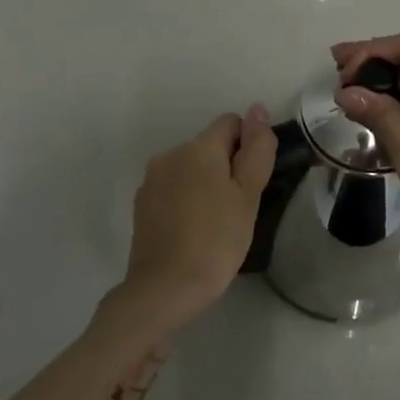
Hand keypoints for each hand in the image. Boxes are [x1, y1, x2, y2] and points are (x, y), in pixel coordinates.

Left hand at [120, 106, 275, 333]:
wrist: (164, 288)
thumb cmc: (216, 240)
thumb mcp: (248, 195)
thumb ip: (256, 149)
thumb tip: (257, 110)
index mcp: (198, 148)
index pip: (230, 123)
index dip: (248, 146)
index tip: (252, 182)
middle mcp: (170, 154)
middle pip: (209, 146)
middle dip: (226, 167)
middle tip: (238, 207)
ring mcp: (152, 179)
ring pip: (191, 167)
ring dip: (206, 183)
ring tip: (216, 222)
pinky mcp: (142, 203)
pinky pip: (173, 188)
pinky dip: (187, 199)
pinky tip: (193, 230)